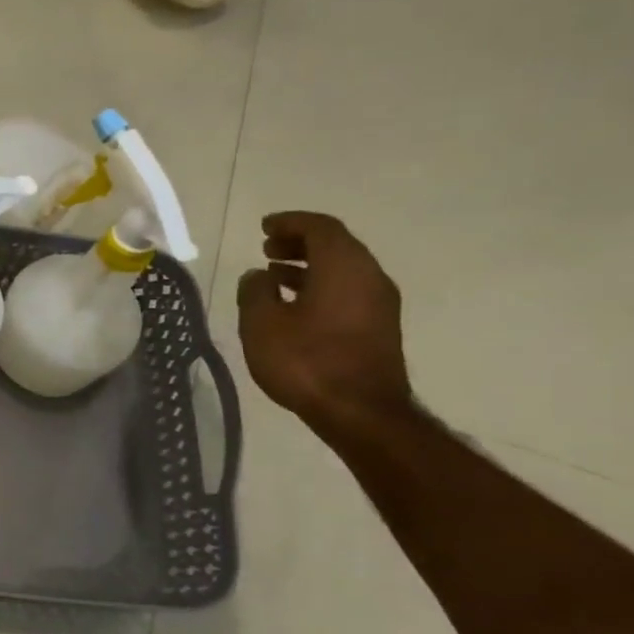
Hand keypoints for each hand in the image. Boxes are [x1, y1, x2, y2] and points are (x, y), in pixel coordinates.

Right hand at [236, 212, 411, 439]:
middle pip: (336, 245)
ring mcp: (378, 302)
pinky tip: (293, 302)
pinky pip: (347, 289)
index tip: (264, 225)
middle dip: (300, 242)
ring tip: (274, 274)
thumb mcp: (262, 324)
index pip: (320, 228)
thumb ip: (255, 293)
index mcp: (343, 267)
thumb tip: (257, 276)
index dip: (291, 222)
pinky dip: (320, 284)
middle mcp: (369, 276)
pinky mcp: (377, 325)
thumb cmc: (305, 361)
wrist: (359, 411)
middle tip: (266, 247)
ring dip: (309, 265)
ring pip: (342, 268)